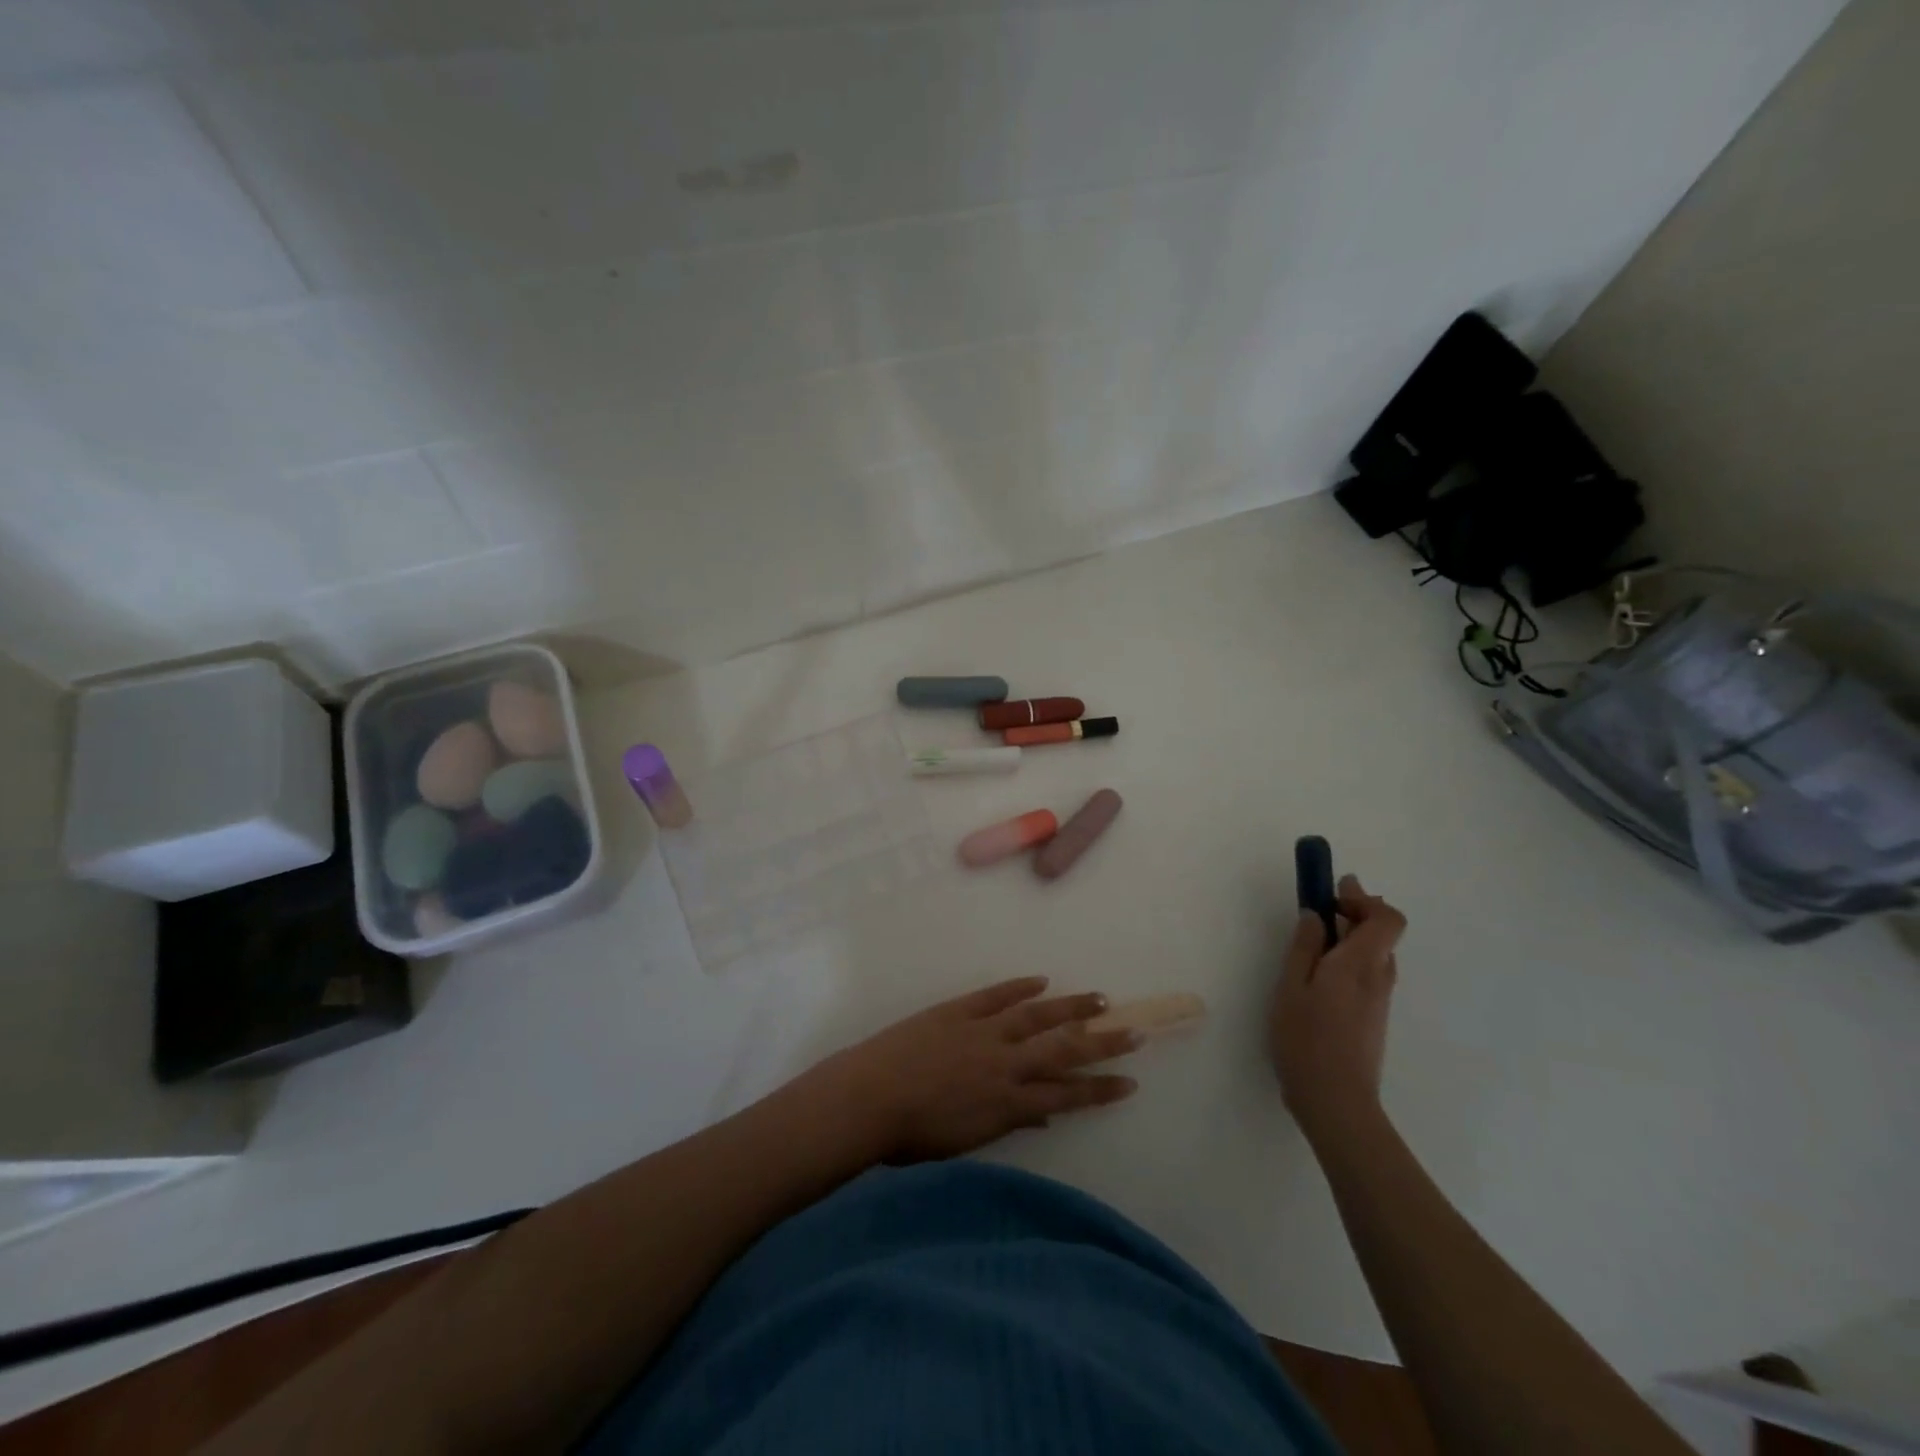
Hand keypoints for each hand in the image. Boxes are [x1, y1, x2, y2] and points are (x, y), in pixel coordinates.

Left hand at [794, 978, 1140, 1163]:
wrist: (868, 1098)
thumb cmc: (913, 1134)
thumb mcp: (967, 1140)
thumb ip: (1008, 1123)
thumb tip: (1043, 1116)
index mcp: (1008, 1101)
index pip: (1067, 1095)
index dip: (1100, 1088)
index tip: (1131, 1081)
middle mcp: (1005, 1063)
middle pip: (1063, 1049)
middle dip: (1102, 1041)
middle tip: (1135, 1030)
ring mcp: (983, 1030)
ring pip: (1037, 1015)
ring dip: (1071, 1006)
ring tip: (1100, 998)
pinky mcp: (958, 1009)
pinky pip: (996, 995)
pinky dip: (1019, 987)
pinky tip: (1041, 981)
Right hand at [1271, 875, 1406, 1148]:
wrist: (1336, 1102)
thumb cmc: (1305, 1039)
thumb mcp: (1291, 986)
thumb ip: (1304, 946)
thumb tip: (1315, 914)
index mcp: (1360, 964)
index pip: (1387, 918)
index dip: (1363, 898)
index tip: (1332, 893)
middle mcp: (1379, 977)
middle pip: (1382, 932)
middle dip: (1354, 912)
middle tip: (1319, 909)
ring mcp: (1380, 1000)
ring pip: (1375, 954)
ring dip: (1351, 936)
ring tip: (1313, 942)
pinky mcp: (1374, 1018)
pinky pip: (1369, 974)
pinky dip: (1350, 959)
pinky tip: (1320, 976)